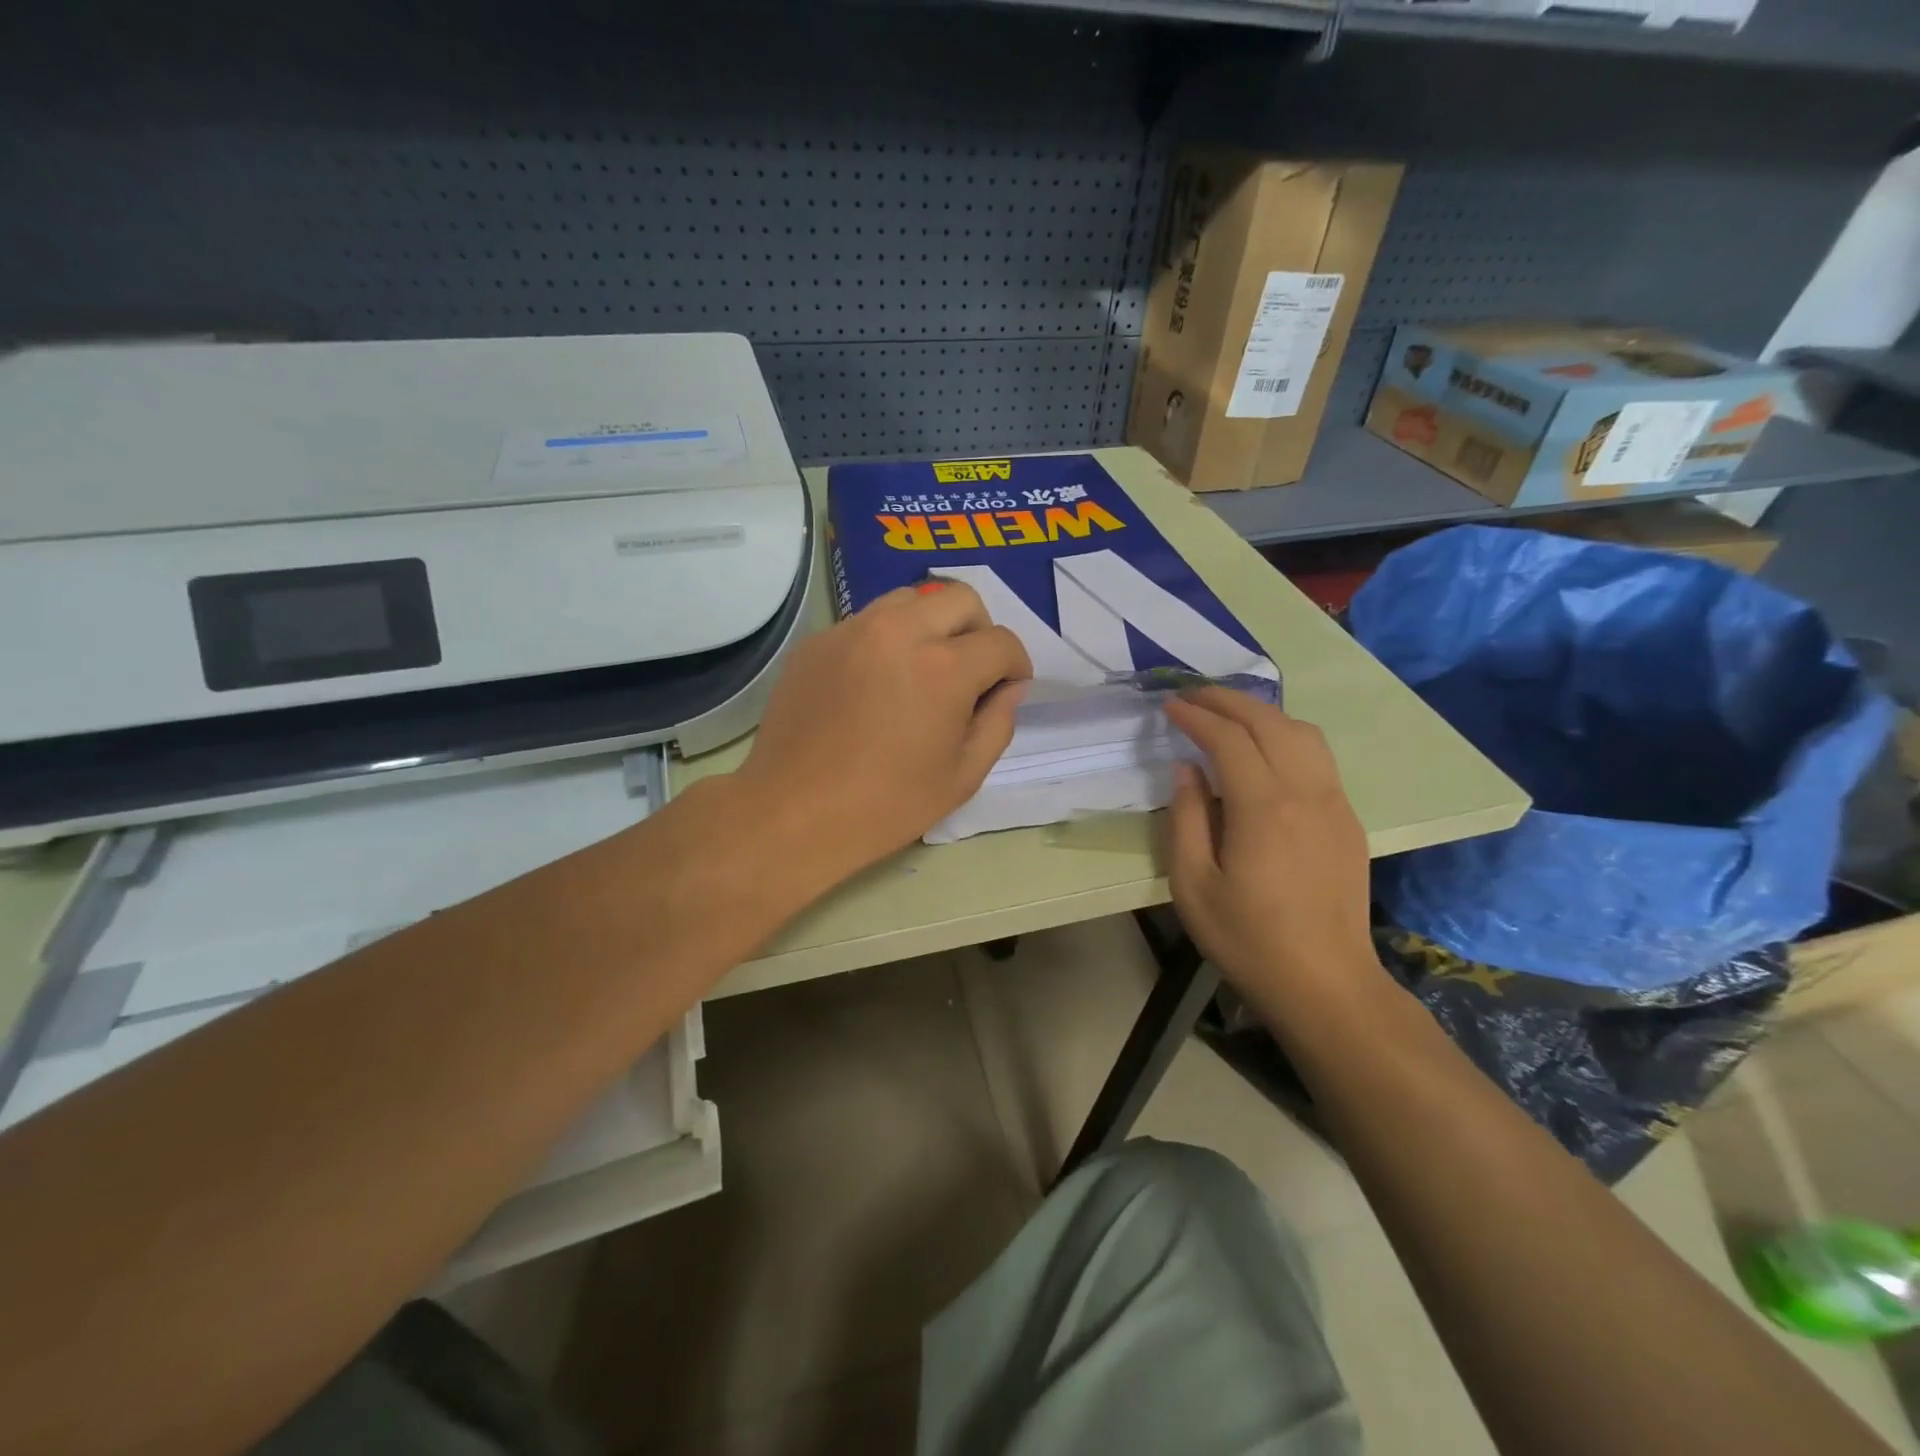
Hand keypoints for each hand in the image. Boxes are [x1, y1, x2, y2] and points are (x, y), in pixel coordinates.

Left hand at [739, 581, 1031, 882]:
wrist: (792, 814)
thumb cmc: (885, 806)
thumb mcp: (963, 777)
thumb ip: (998, 722)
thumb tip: (1008, 687)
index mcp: (944, 669)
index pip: (1001, 642)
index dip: (1016, 666)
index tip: (1008, 687)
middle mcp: (899, 632)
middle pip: (960, 599)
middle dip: (980, 630)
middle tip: (971, 671)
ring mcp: (852, 631)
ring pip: (910, 598)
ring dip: (932, 625)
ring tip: (922, 668)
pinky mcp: (817, 641)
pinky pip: (867, 621)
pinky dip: (887, 639)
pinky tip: (875, 682)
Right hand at [1165, 688, 1381, 1018]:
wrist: (1326, 984)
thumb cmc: (1248, 939)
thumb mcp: (1193, 885)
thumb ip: (1186, 819)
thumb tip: (1186, 770)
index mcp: (1264, 808)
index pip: (1229, 739)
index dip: (1196, 716)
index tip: (1169, 707)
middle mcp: (1306, 792)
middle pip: (1269, 722)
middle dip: (1228, 700)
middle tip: (1192, 696)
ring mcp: (1335, 804)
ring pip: (1303, 733)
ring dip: (1262, 713)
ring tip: (1228, 716)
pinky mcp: (1348, 820)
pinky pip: (1319, 758)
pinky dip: (1286, 736)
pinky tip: (1265, 752)